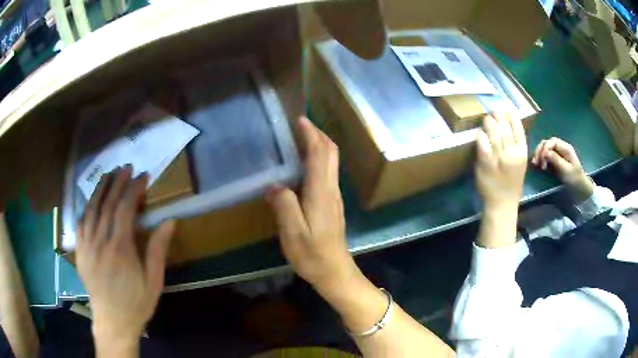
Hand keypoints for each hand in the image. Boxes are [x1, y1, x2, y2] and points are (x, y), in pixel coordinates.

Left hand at [76, 165, 174, 355]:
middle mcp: (100, 243)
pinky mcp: (80, 253)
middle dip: (117, 183)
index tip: (142, 176)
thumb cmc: (137, 304)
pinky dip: (86, 208)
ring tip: (108, 175)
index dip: (133, 189)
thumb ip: (157, 250)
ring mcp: (87, 247)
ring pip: (91, 210)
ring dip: (100, 190)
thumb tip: (168, 221)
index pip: (125, 209)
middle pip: (107, 205)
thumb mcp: (153, 281)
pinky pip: (80, 224)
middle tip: (126, 168)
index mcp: (120, 250)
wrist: (113, 322)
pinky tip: (90, 201)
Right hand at [266, 117, 357, 293]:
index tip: (300, 120)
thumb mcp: (292, 232)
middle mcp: (330, 189)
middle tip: (301, 126)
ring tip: (300, 140)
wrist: (335, 271)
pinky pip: (327, 174)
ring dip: (319, 146)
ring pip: (331, 162)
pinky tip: (303, 166)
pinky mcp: (332, 205)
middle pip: (330, 154)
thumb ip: (284, 205)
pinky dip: (318, 161)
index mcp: (320, 192)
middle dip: (318, 135)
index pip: (319, 154)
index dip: (311, 135)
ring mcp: (334, 197)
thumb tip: (274, 185)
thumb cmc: (312, 254)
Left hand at [475, 112, 527, 210]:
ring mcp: (498, 158)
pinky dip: (481, 135)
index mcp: (522, 153)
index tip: (507, 107)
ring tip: (487, 118)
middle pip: (505, 128)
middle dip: (499, 116)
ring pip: (494, 133)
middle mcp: (512, 153)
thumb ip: (516, 146)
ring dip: (489, 123)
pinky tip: (480, 132)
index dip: (512, 116)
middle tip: (494, 110)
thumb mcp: (520, 163)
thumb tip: (509, 125)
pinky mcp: (485, 163)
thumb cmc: (512, 183)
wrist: (502, 203)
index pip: (518, 129)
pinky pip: (482, 143)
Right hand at [532, 137, 593, 201]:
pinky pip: (546, 155)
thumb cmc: (574, 180)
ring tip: (536, 164)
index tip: (541, 161)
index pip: (552, 141)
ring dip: (539, 154)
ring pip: (545, 148)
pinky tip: (538, 164)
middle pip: (547, 143)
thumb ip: (556, 160)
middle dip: (540, 151)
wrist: (580, 188)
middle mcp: (561, 147)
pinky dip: (541, 158)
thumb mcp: (566, 170)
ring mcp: (559, 153)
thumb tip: (545, 152)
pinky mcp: (556, 159)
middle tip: (536, 163)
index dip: (545, 148)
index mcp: (565, 148)